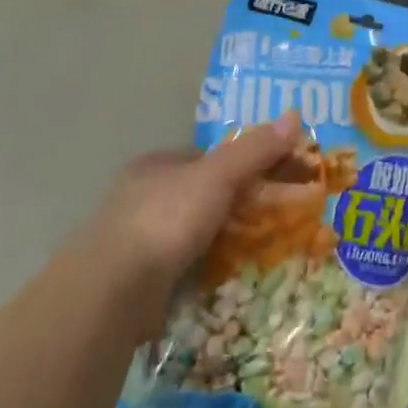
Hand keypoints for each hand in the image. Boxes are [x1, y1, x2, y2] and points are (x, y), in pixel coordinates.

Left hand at [81, 111, 299, 330]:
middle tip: (275, 217)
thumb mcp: (218, 176)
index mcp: (155, 165)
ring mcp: (136, 240)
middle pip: (202, 194)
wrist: (112, 293)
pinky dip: (206, 268)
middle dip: (235, 205)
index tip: (274, 179)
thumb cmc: (165, 220)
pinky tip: (228, 276)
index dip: (243, 163)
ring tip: (260, 250)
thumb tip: (295, 114)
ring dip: (223, 240)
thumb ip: (255, 149)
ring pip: (193, 232)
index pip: (208, 157)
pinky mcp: (136, 279)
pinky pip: (183, 266)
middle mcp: (141, 197)